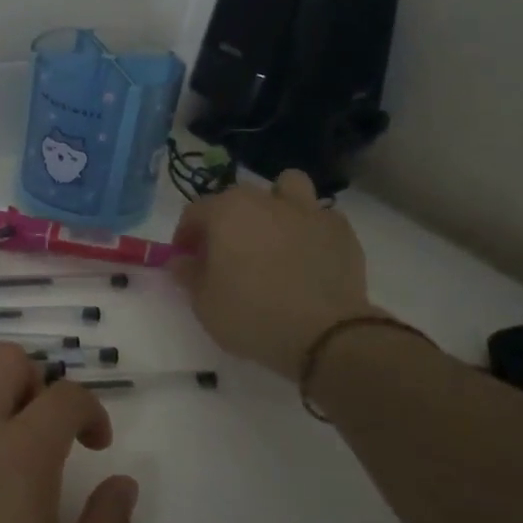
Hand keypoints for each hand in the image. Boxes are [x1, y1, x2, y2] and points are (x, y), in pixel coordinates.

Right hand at [172, 169, 377, 380]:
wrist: (325, 335)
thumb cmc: (252, 316)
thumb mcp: (204, 304)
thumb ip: (188, 275)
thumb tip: (181, 260)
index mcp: (226, 212)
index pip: (195, 211)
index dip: (186, 235)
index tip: (187, 259)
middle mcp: (266, 201)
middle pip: (238, 197)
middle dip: (227, 219)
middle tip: (227, 253)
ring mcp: (308, 211)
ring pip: (287, 187)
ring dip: (276, 204)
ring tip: (273, 235)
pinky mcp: (341, 231)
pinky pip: (320, 217)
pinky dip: (310, 229)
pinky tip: (308, 255)